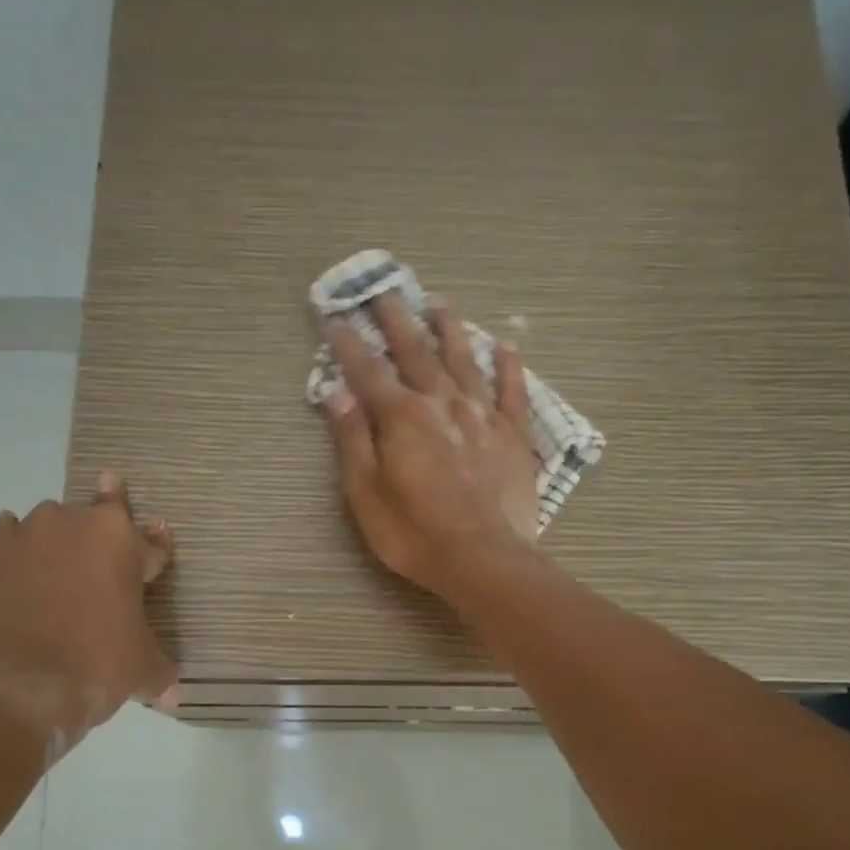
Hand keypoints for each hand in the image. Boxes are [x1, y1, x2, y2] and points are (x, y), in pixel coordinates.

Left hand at [0, 473, 176, 746]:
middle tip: (97, 582)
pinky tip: (10, 601)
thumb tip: (171, 696)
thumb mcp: (142, 669)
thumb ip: (158, 670)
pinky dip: (7, 575)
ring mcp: (13, 540)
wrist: (12, 692)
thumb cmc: (95, 665)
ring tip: (49, 588)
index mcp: (115, 537)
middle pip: (87, 523)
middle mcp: (64, 523)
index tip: (150, 567)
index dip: (152, 555)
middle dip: (95, 546)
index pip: (147, 539)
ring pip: (37, 532)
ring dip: (47, 551)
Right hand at [321, 293, 540, 598]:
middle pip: (416, 352)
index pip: (368, 372)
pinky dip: (508, 367)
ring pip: (464, 361)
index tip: (336, 318)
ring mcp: (482, 416)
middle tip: (385, 290)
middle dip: (397, 320)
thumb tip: (336, 392)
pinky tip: (505, 346)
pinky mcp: (514, 435)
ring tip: (439, 303)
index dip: (350, 345)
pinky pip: (512, 391)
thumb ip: (352, 440)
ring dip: (449, 329)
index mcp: (402, 417)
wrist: (485, 559)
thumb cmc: (415, 533)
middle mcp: (442, 404)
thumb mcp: (366, 494)